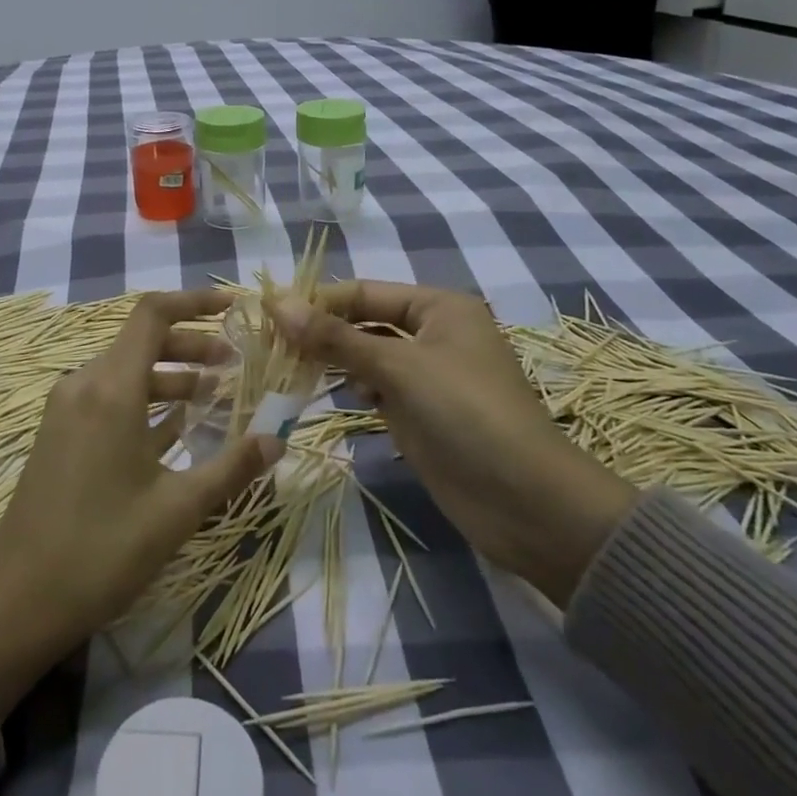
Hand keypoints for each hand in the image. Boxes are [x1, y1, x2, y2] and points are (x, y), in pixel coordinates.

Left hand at [0, 291, 280, 713]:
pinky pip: (108, 397)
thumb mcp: (176, 510)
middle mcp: (84, 384)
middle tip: (234, 363)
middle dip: (191, 345)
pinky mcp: (59, 432)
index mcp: (110, 389)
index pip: (152, 314)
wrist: (18, 600)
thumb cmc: (102, 550)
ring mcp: (66, 408)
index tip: (232, 306)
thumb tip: (277, 439)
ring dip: (170, 375)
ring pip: (126, 370)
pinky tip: (176, 427)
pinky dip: (145, 399)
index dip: (193, 301)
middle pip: (142, 341)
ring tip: (214, 396)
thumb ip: (230, 468)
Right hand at [271, 282, 634, 608]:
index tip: (269, 314)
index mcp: (438, 307)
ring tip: (291, 369)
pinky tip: (335, 395)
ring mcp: (427, 376)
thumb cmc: (466, 414)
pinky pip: (377, 388)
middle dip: (323, 332)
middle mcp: (433, 334)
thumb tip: (277, 303)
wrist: (527, 503)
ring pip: (367, 356)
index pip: (364, 292)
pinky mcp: (421, 413)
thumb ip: (336, 337)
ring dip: (334, 361)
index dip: (318, 301)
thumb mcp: (398, 367)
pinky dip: (354, 388)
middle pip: (364, 322)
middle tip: (272, 346)